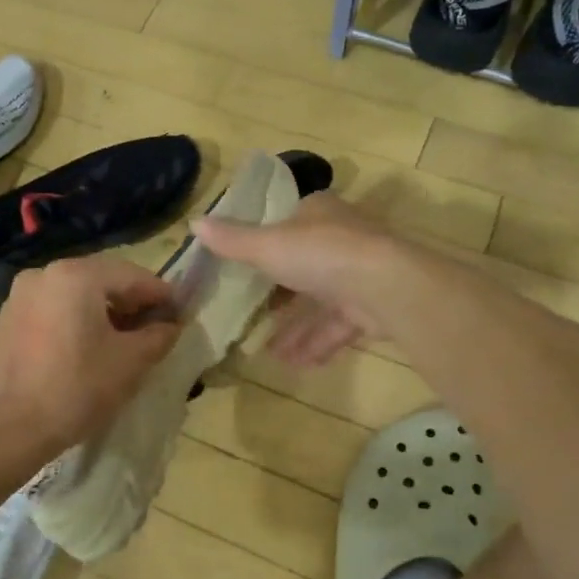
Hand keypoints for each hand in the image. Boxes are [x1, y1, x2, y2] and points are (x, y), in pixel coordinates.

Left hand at [0, 255, 182, 458]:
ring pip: (75, 294)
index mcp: (76, 275)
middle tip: (154, 327)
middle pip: (101, 280)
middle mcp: (44, 274)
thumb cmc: (77, 389)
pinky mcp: (6, 319)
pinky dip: (74, 320)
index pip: (133, 276)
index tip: (181, 313)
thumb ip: (158, 335)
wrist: (10, 429)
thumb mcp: (131, 362)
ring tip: (122, 339)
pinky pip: (52, 309)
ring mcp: (19, 295)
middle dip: (131, 301)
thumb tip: (172, 324)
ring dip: (102, 310)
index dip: (161, 295)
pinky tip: (85, 347)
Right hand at [194, 193, 405, 366]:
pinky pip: (338, 327)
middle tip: (253, 316)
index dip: (267, 243)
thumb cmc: (321, 254)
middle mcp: (341, 239)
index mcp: (318, 214)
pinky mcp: (373, 307)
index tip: (246, 267)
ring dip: (296, 329)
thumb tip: (193, 222)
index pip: (289, 222)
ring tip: (269, 354)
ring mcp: (359, 274)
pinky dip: (317, 344)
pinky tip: (296, 365)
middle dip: (280, 296)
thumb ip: (232, 240)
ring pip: (321, 302)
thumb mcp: (266, 245)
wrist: (386, 287)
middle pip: (304, 266)